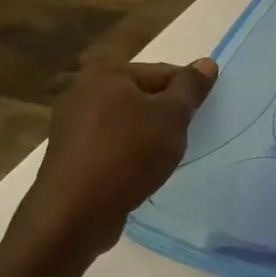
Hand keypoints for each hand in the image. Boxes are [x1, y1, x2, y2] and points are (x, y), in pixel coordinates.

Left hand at [24, 58, 216, 252]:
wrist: (75, 213)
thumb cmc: (128, 154)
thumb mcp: (172, 117)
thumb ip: (190, 87)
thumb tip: (206, 62)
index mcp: (106, 75)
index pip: (161, 72)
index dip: (187, 91)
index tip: (202, 114)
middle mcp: (82, 92)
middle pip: (141, 95)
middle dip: (166, 112)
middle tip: (185, 135)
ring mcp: (70, 125)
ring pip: (125, 120)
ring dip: (147, 133)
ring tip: (164, 155)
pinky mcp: (69, 154)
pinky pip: (109, 143)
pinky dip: (128, 151)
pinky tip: (139, 170)